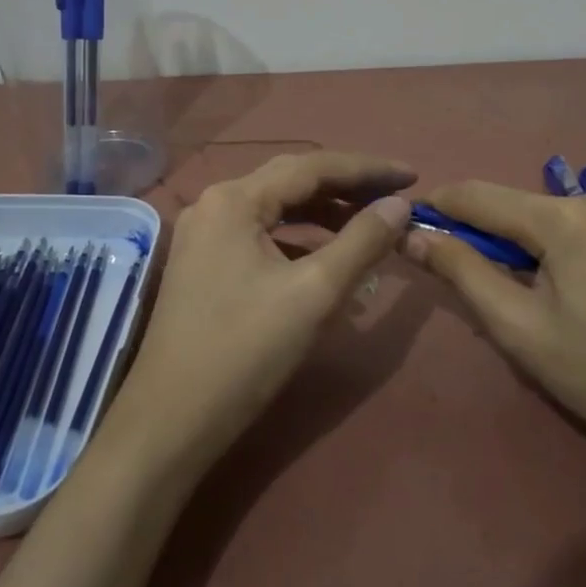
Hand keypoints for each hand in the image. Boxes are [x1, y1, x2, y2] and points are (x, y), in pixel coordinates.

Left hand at [106, 152, 415, 473]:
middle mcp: (214, 204)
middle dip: (347, 187)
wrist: (172, 420)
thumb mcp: (315, 293)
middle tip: (396, 198)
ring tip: (371, 225)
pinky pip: (261, 236)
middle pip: (292, 181)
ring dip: (324, 215)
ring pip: (276, 210)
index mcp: (234, 199)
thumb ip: (362, 241)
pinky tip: (328, 258)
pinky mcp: (203, 264)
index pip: (312, 166)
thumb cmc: (245, 351)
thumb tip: (399, 205)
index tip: (413, 177)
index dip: (368, 169)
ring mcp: (205, 235)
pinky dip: (299, 240)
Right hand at [403, 182, 585, 491]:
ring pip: (584, 218)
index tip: (423, 216)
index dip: (446, 205)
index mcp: (565, 220)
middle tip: (524, 295)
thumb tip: (416, 233)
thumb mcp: (520, 331)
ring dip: (568, 245)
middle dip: (517, 242)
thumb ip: (463, 272)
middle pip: (537, 211)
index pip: (482, 196)